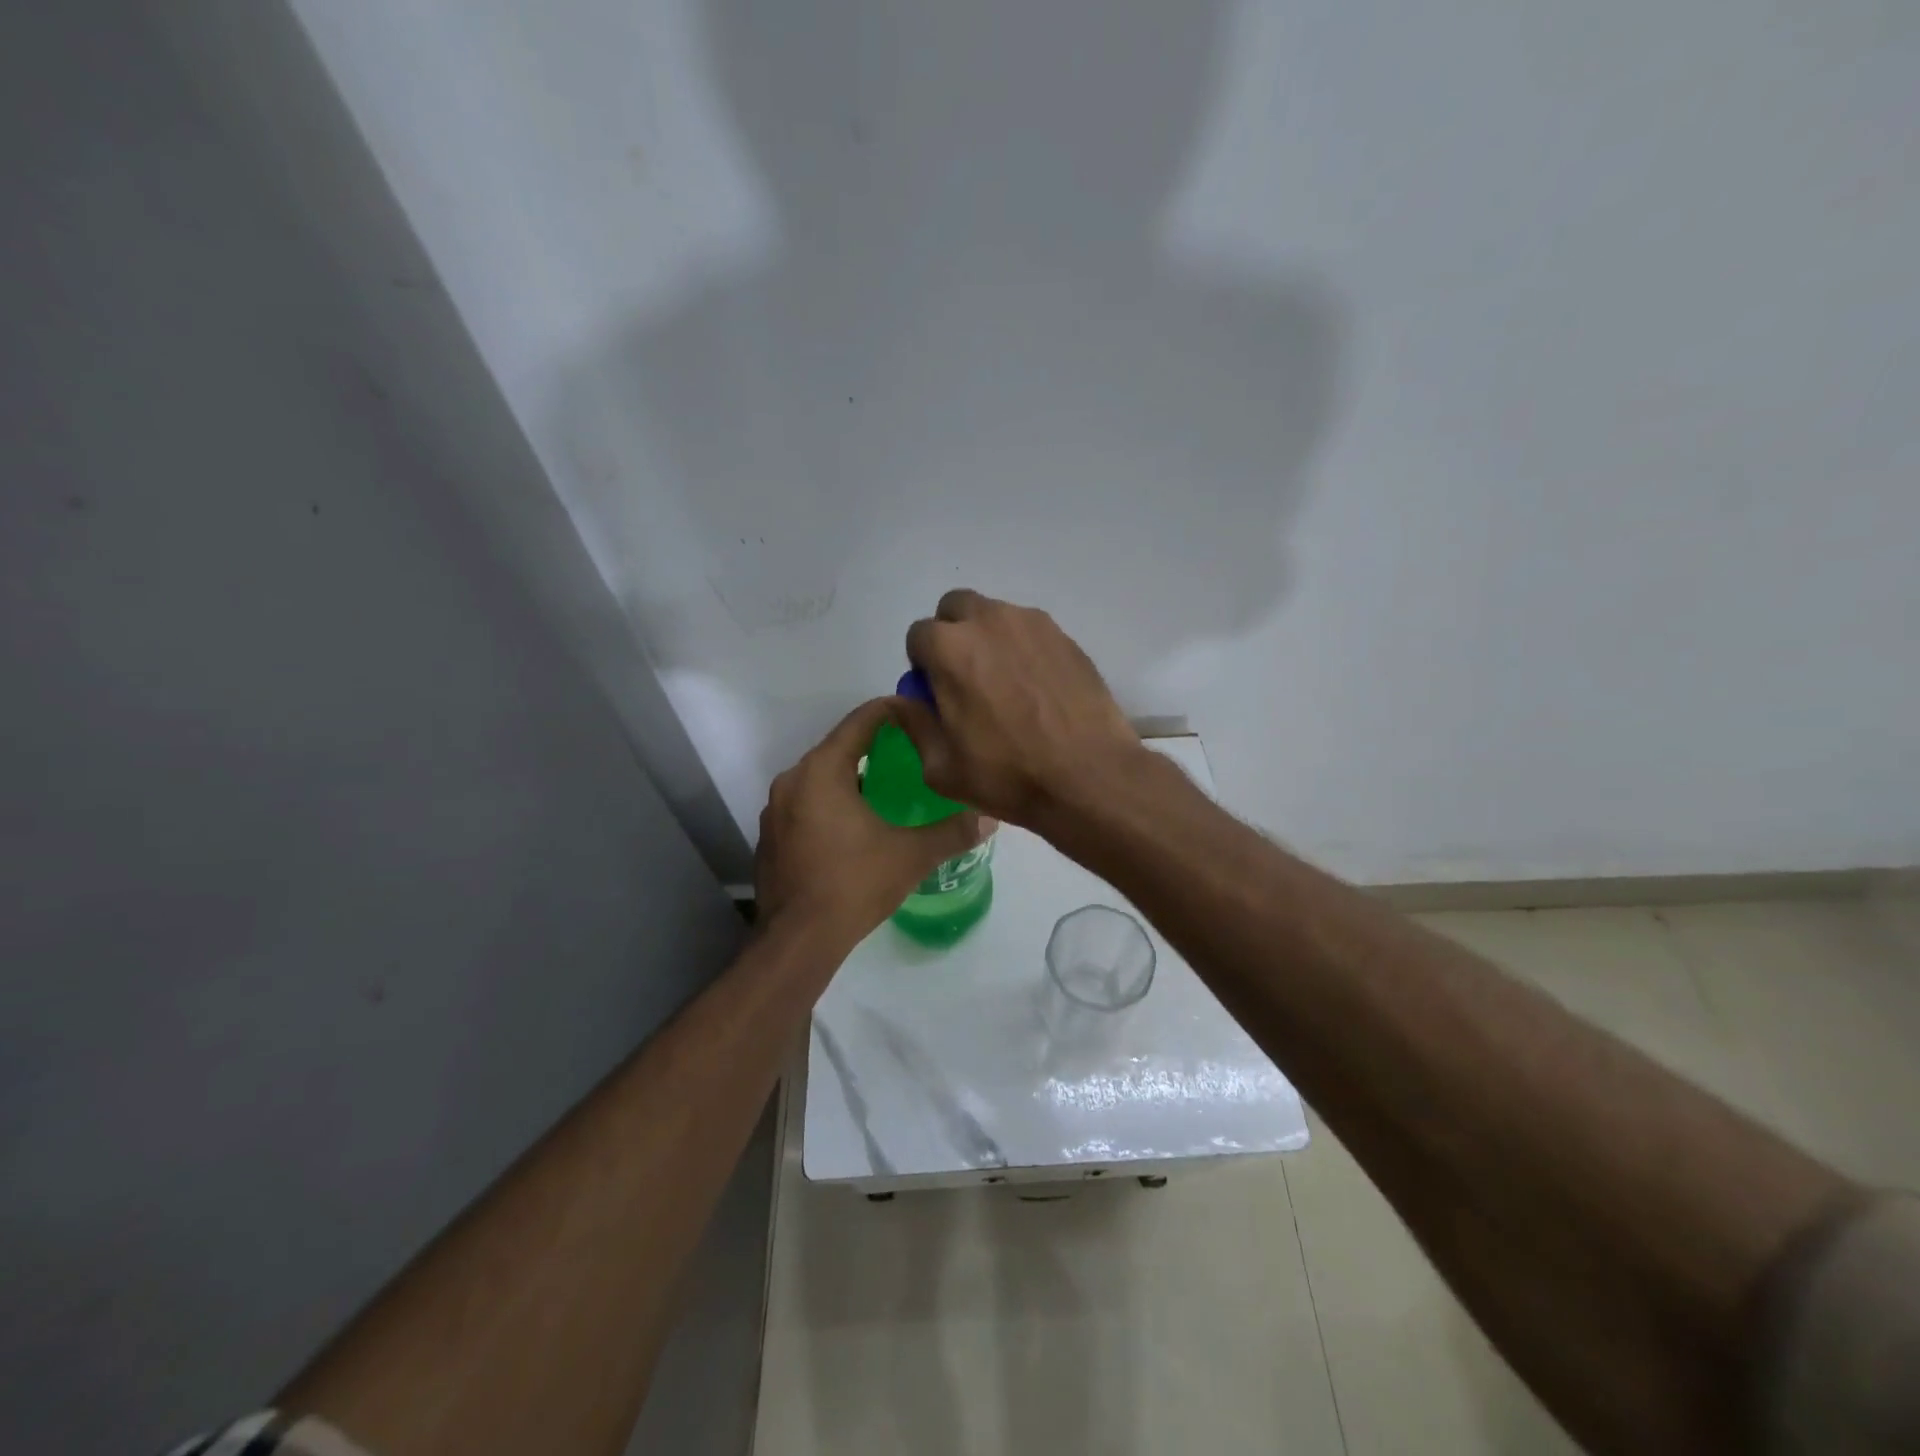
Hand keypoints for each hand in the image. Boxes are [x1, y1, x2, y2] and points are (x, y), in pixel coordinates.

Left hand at [755, 698, 984, 947]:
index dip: (893, 711)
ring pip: (821, 776)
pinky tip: (856, 826)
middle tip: (914, 754)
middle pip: (839, 746)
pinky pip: (806, 802)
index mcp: (822, 770)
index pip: (861, 721)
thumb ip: (952, 832)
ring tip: (890, 789)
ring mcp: (775, 808)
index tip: (921, 715)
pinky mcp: (771, 835)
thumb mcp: (911, 855)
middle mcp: (793, 779)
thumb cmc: (853, 884)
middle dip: (876, 746)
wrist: (797, 940)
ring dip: (853, 777)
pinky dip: (832, 802)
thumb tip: (990, 817)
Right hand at [897, 590, 1146, 827]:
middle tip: (965, 678)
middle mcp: (989, 621)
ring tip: (1006, 685)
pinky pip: (1031, 632)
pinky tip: (1037, 689)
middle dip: (952, 635)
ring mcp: (1033, 624)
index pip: (918, 635)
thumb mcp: (941, 767)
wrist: (1089, 776)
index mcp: (950, 648)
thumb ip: (914, 724)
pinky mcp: (1066, 637)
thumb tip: (904, 701)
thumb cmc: (1007, 775)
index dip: (922, 665)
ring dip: (989, 639)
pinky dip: (1024, 650)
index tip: (936, 693)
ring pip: (996, 616)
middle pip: (956, 608)